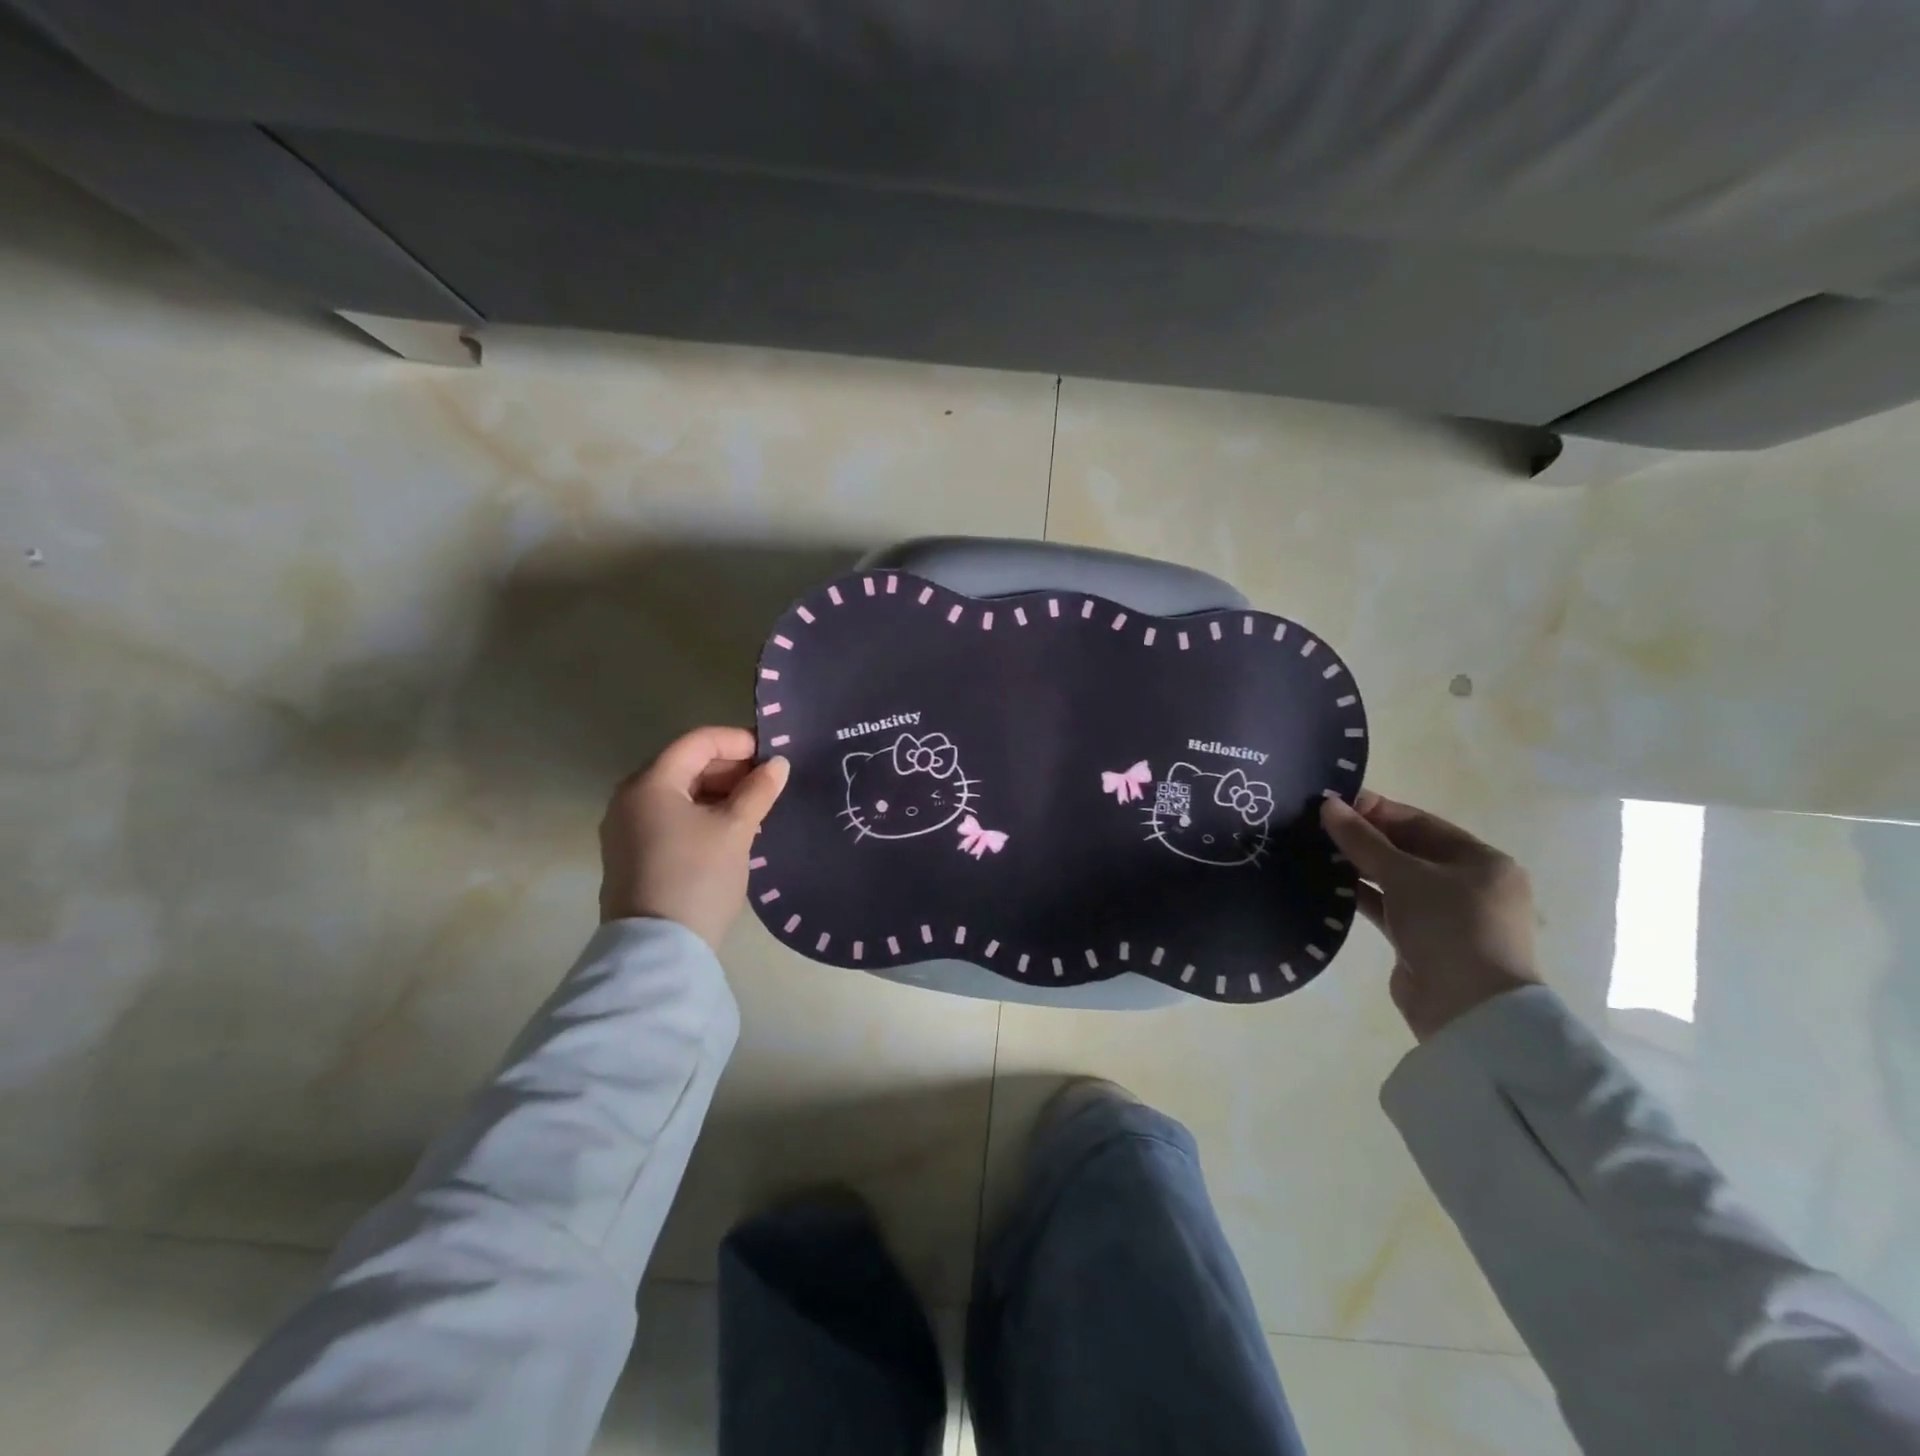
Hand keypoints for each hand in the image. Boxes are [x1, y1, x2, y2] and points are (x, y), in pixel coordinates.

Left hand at [600, 726, 790, 950]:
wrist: (659, 949)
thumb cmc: (698, 876)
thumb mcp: (736, 829)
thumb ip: (758, 791)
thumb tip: (778, 764)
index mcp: (651, 782)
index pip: (698, 741)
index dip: (738, 741)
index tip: (773, 755)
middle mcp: (630, 798)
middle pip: (685, 765)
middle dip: (730, 769)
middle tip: (768, 783)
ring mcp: (626, 828)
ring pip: (679, 793)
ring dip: (718, 793)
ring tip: (755, 808)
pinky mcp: (631, 854)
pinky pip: (670, 818)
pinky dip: (701, 815)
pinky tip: (730, 831)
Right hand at [1319, 790, 1540, 1041]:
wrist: (1468, 1010)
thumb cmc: (1449, 927)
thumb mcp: (1404, 875)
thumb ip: (1363, 840)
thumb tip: (1327, 804)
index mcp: (1481, 860)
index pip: (1420, 823)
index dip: (1376, 811)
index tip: (1332, 804)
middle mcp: (1468, 884)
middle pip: (1407, 850)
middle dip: (1364, 838)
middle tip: (1316, 826)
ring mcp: (1445, 914)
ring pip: (1394, 879)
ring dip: (1358, 866)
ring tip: (1314, 851)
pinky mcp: (1421, 940)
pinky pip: (1387, 906)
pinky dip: (1361, 894)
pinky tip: (1327, 884)